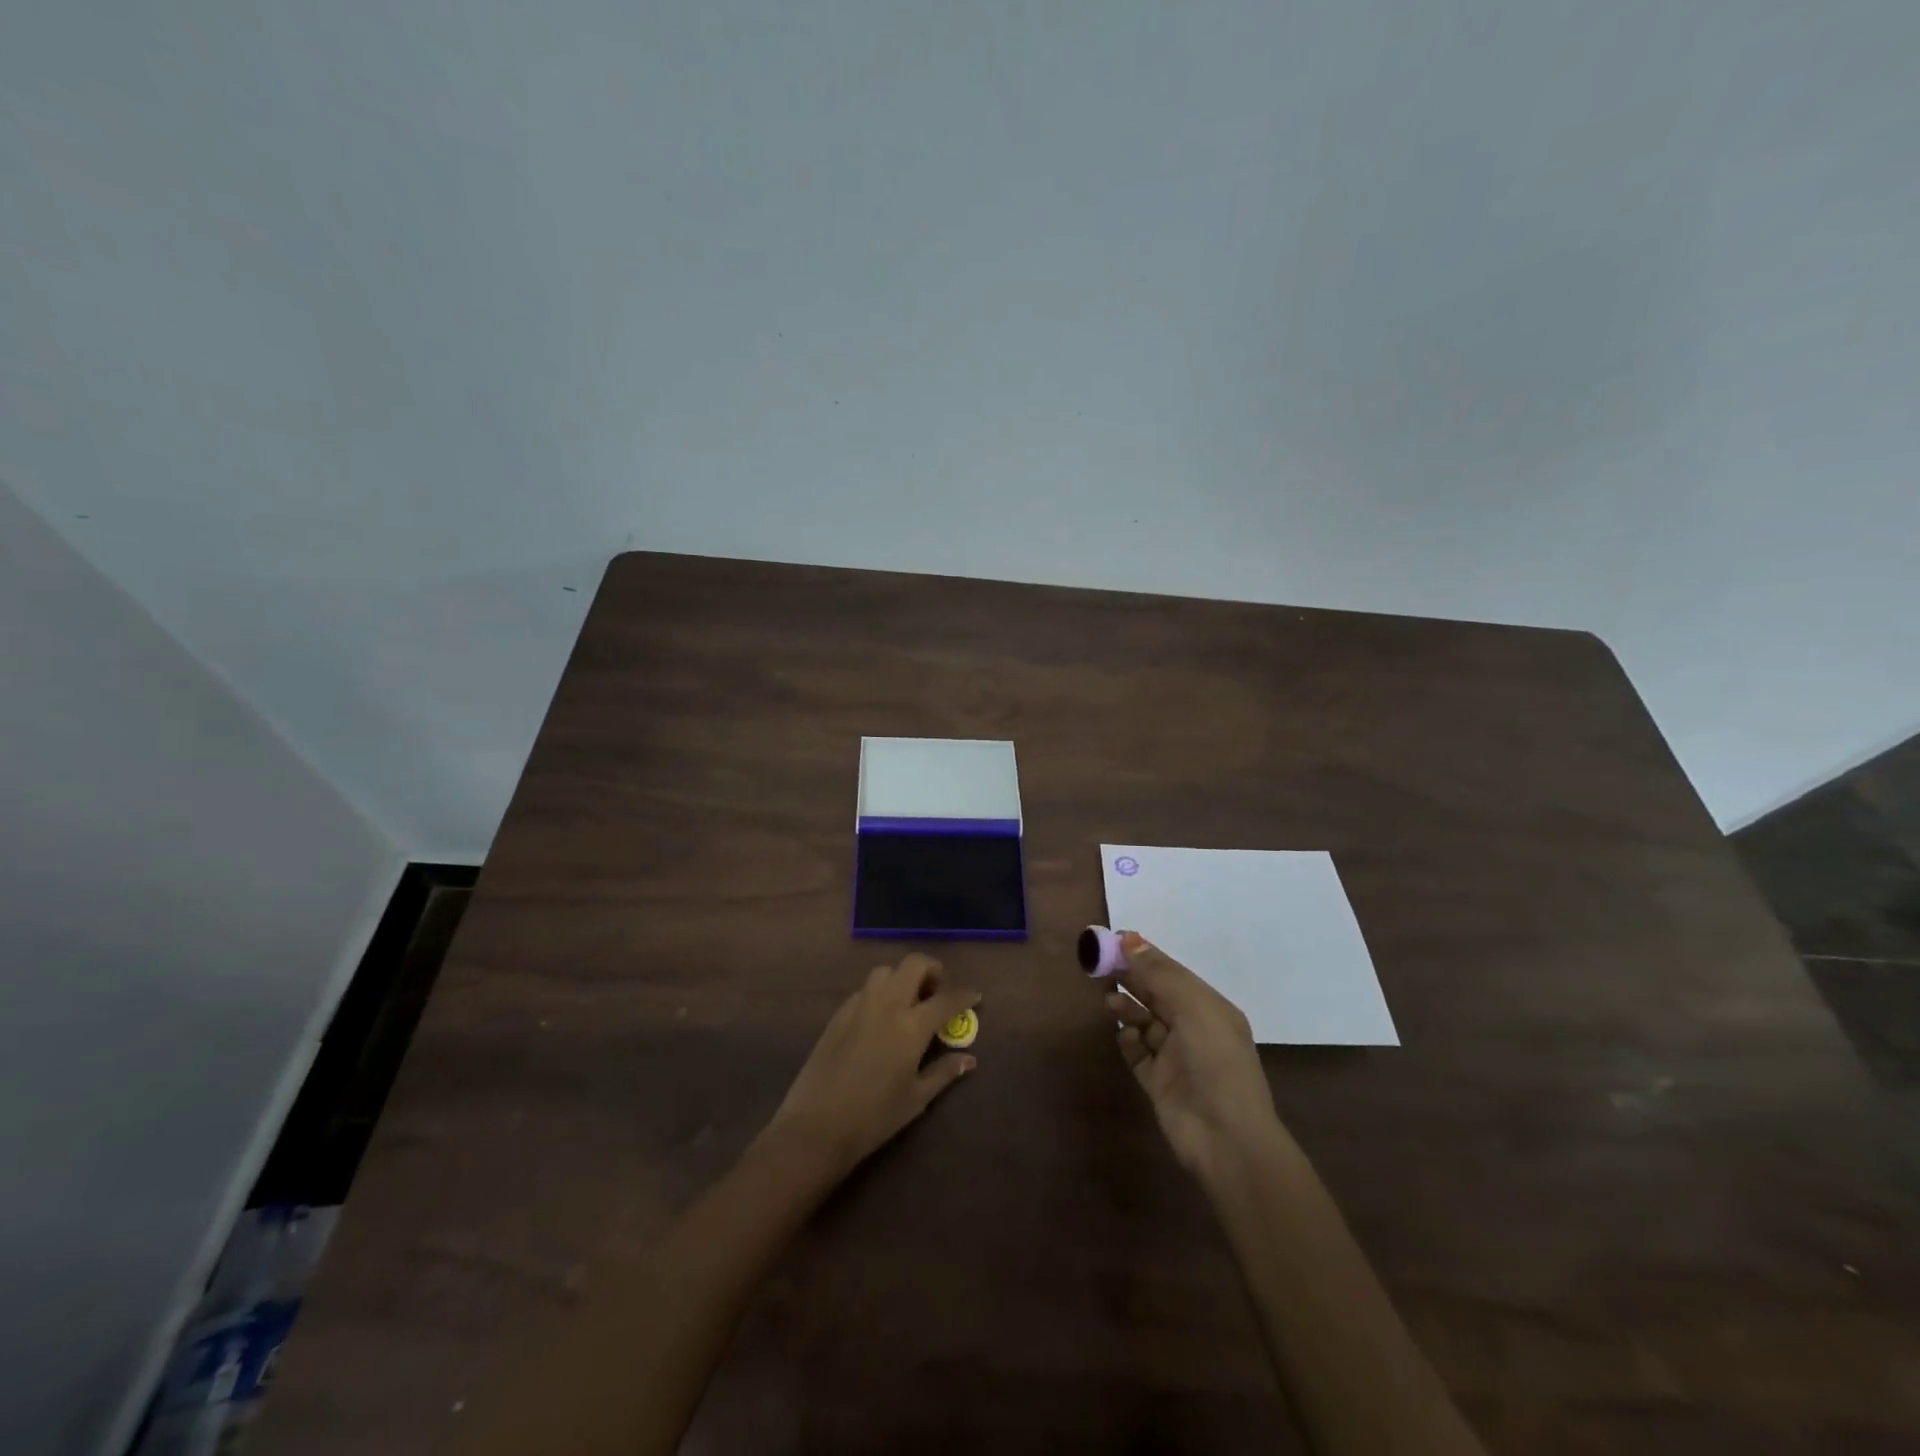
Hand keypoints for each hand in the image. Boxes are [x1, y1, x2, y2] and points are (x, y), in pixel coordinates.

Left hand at [767, 953, 979, 1178]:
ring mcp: (859, 1006)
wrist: (815, 1127)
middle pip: (913, 965)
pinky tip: (881, 1017)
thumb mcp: (916, 1099)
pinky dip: (880, 992)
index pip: (945, 999)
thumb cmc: (873, 1118)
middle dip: (932, 970)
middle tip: (938, 991)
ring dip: (902, 977)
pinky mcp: (838, 1015)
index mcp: (910, 1026)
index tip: (975, 996)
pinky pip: (864, 989)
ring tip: (909, 1001)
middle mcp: (886, 1005)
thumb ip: (944, 1073)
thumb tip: (969, 1059)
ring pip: (885, 971)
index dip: (964, 995)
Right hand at [1105, 932, 1281, 1175]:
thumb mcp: (1193, 1008)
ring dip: (1127, 1008)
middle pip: (1156, 995)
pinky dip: (1128, 1040)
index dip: (1144, 956)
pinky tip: (1123, 1035)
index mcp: (1209, 1008)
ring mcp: (1175, 1057)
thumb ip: (1160, 974)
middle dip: (1131, 978)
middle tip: (1099, 965)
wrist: (1226, 1139)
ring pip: (1144, 1022)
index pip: (1172, 973)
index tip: (1113, 941)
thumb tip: (1129, 939)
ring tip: (1109, 1002)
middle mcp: (1193, 1029)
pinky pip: (1137, 1053)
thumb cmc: (1216, 1062)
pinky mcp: (1158, 1083)